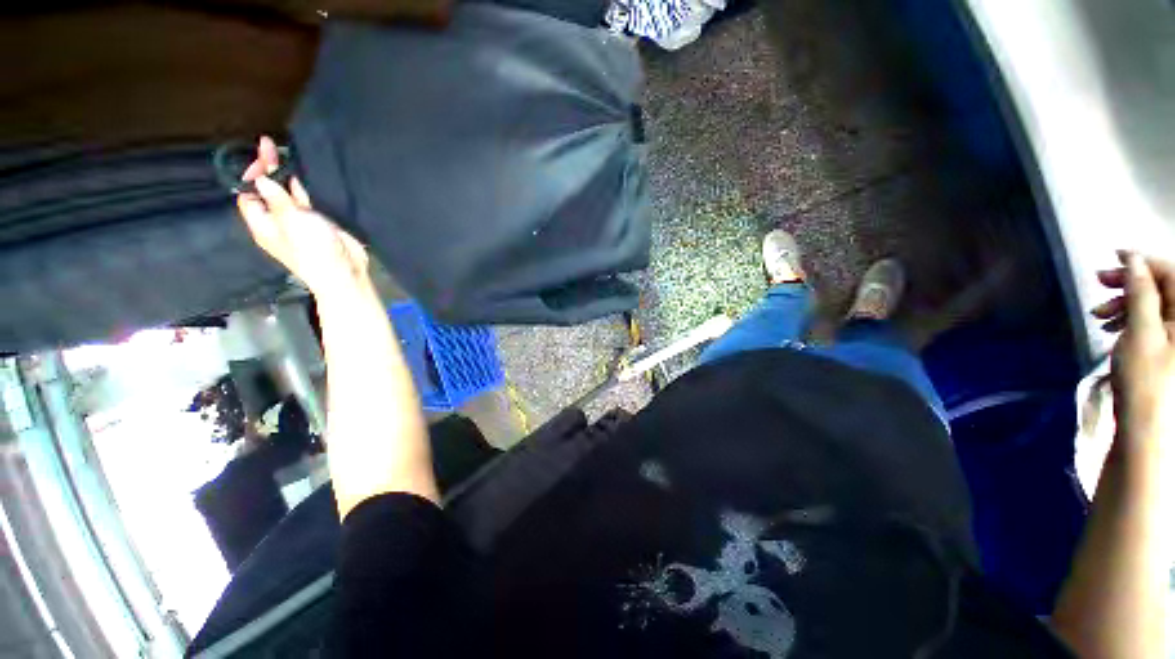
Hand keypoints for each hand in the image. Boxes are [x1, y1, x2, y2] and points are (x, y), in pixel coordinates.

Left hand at [236, 136, 370, 296]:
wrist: (345, 270)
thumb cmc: (313, 249)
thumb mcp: (292, 222)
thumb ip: (277, 199)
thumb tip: (261, 178)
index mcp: (264, 224)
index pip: (247, 195)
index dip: (250, 175)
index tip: (261, 159)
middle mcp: (279, 220)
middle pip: (267, 191)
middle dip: (267, 169)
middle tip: (270, 145)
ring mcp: (301, 221)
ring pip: (288, 194)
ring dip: (287, 176)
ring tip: (287, 153)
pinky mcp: (321, 222)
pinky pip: (309, 200)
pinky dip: (306, 188)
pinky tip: (307, 174)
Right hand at [1093, 251, 1174, 445]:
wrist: (1148, 428)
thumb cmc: (1145, 380)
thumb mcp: (1141, 333)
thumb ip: (1141, 293)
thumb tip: (1133, 260)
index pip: (1169, 273)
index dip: (1142, 261)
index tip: (1112, 258)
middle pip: (1163, 288)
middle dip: (1131, 284)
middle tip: (1099, 286)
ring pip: (1155, 305)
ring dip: (1127, 303)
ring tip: (1100, 315)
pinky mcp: (1169, 350)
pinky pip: (1154, 322)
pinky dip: (1132, 319)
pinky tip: (1114, 328)